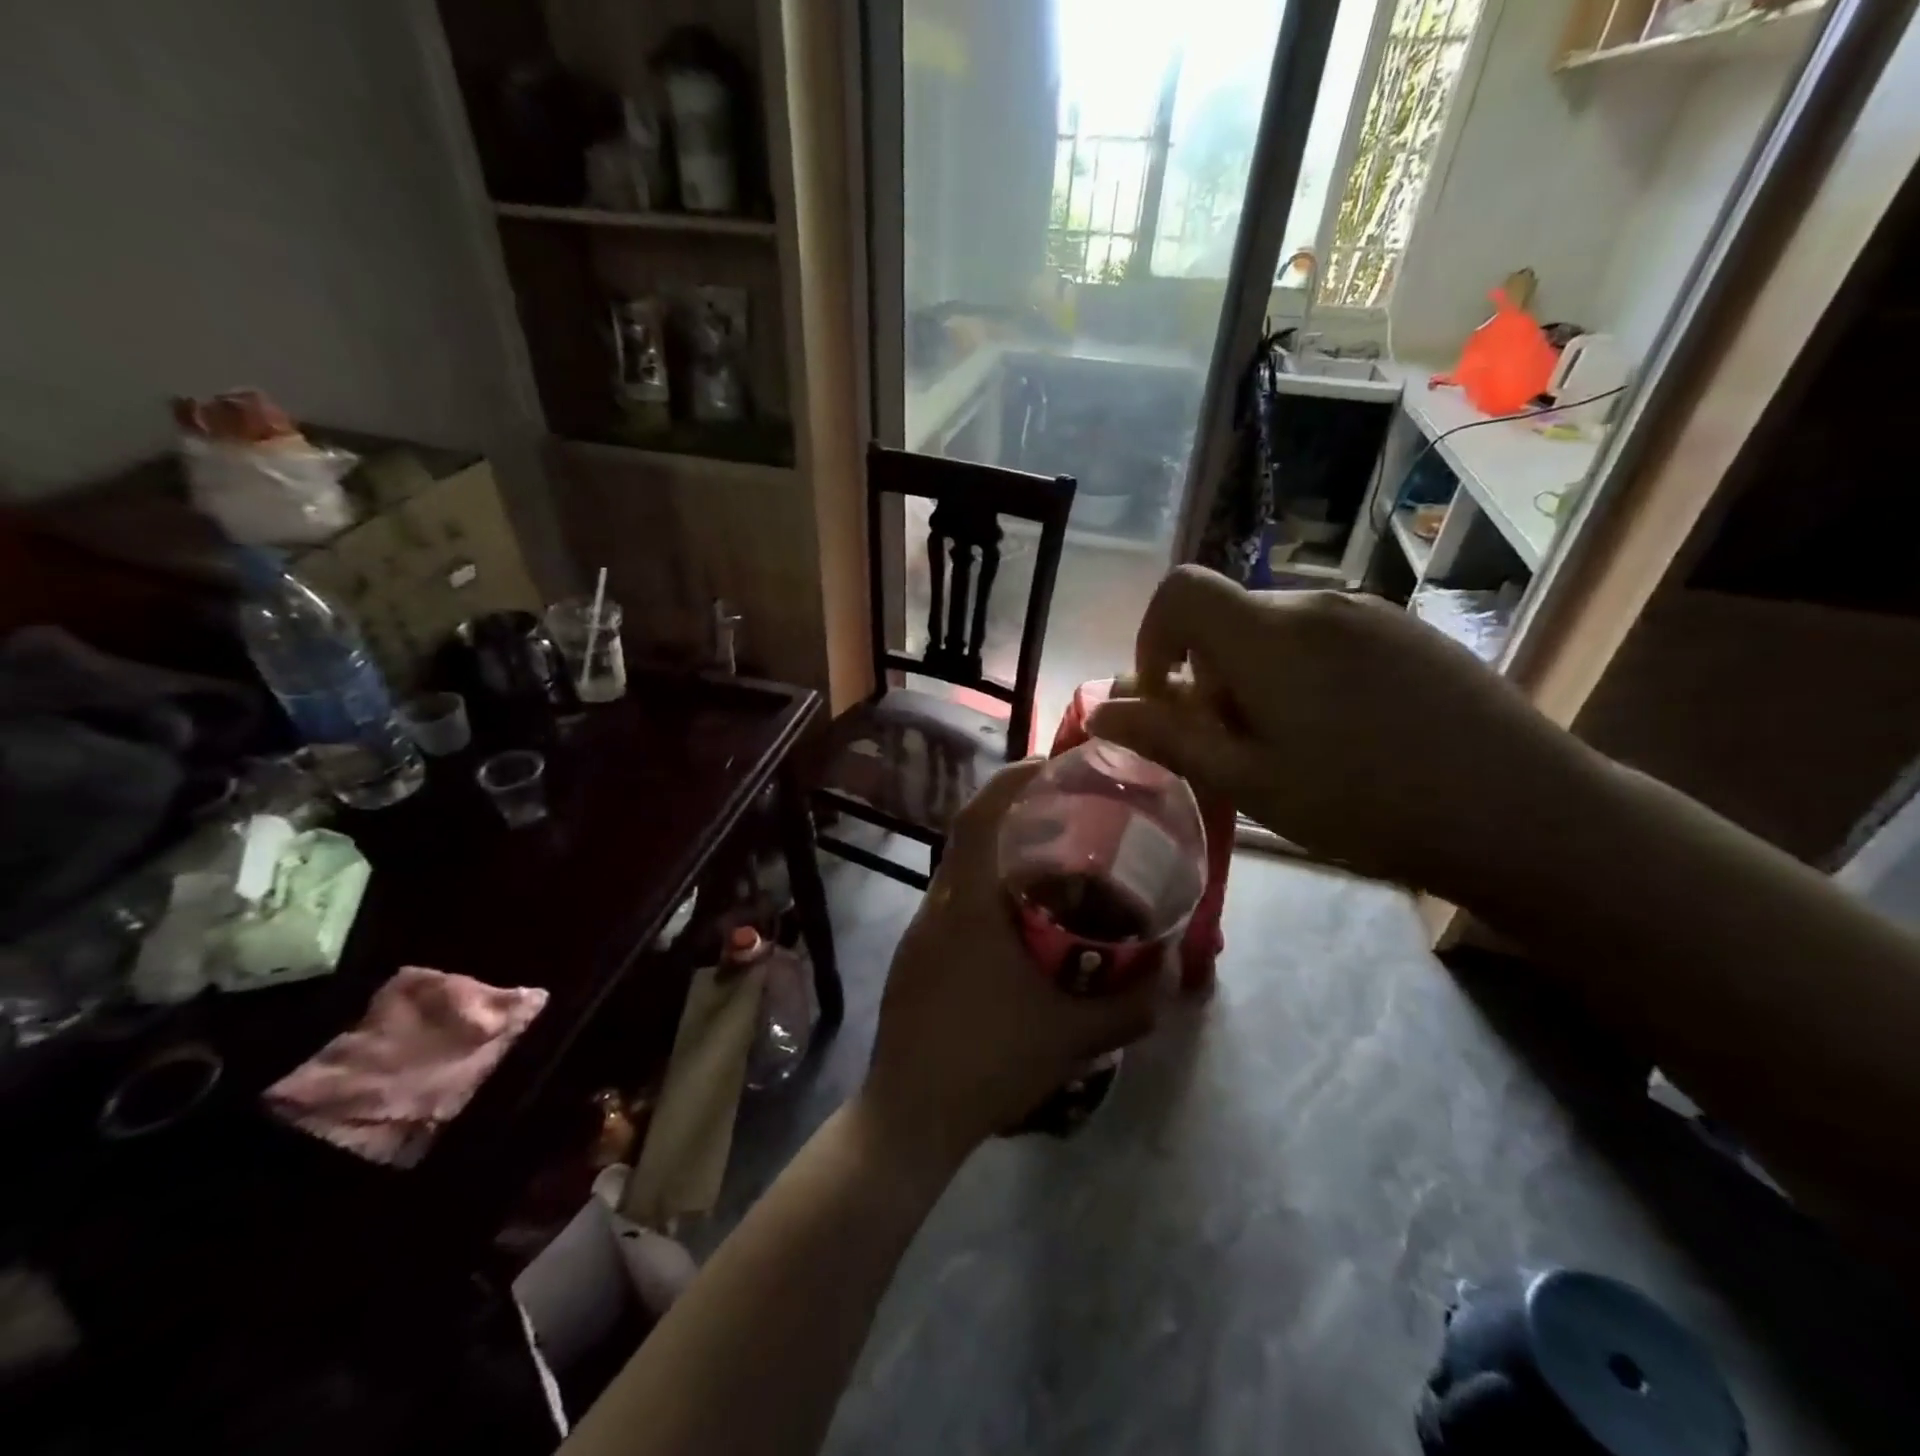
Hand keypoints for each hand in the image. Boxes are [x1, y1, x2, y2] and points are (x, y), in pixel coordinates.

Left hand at [860, 761, 1163, 1162]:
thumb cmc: (990, 1063)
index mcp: (967, 905)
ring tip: (1053, 867)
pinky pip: (954, 902)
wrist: (911, 1115)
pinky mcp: (915, 955)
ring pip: (961, 870)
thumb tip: (1176, 975)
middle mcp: (937, 905)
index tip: (1049, 766)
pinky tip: (1020, 924)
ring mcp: (919, 930)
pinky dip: (987, 892)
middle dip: (1015, 814)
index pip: (979, 816)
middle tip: (1067, 816)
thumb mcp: (1074, 1038)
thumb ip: (1133, 1006)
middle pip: (970, 835)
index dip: (1011, 779)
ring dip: (1002, 856)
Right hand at [1087, 566, 1582, 885]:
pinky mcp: (1408, 628)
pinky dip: (1301, 671)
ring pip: (1275, 628)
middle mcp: (1315, 602)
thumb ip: (1167, 739)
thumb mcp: (1249, 783)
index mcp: (1269, 635)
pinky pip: (1325, 634)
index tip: (1168, 698)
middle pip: (1227, 616)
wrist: (1523, 812)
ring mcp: (1368, 612)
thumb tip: (1099, 711)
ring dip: (1254, 675)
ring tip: (1290, 744)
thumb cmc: (1365, 804)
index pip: (1180, 590)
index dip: (1153, 636)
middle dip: (1208, 674)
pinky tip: (1343, 730)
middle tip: (1233, 745)